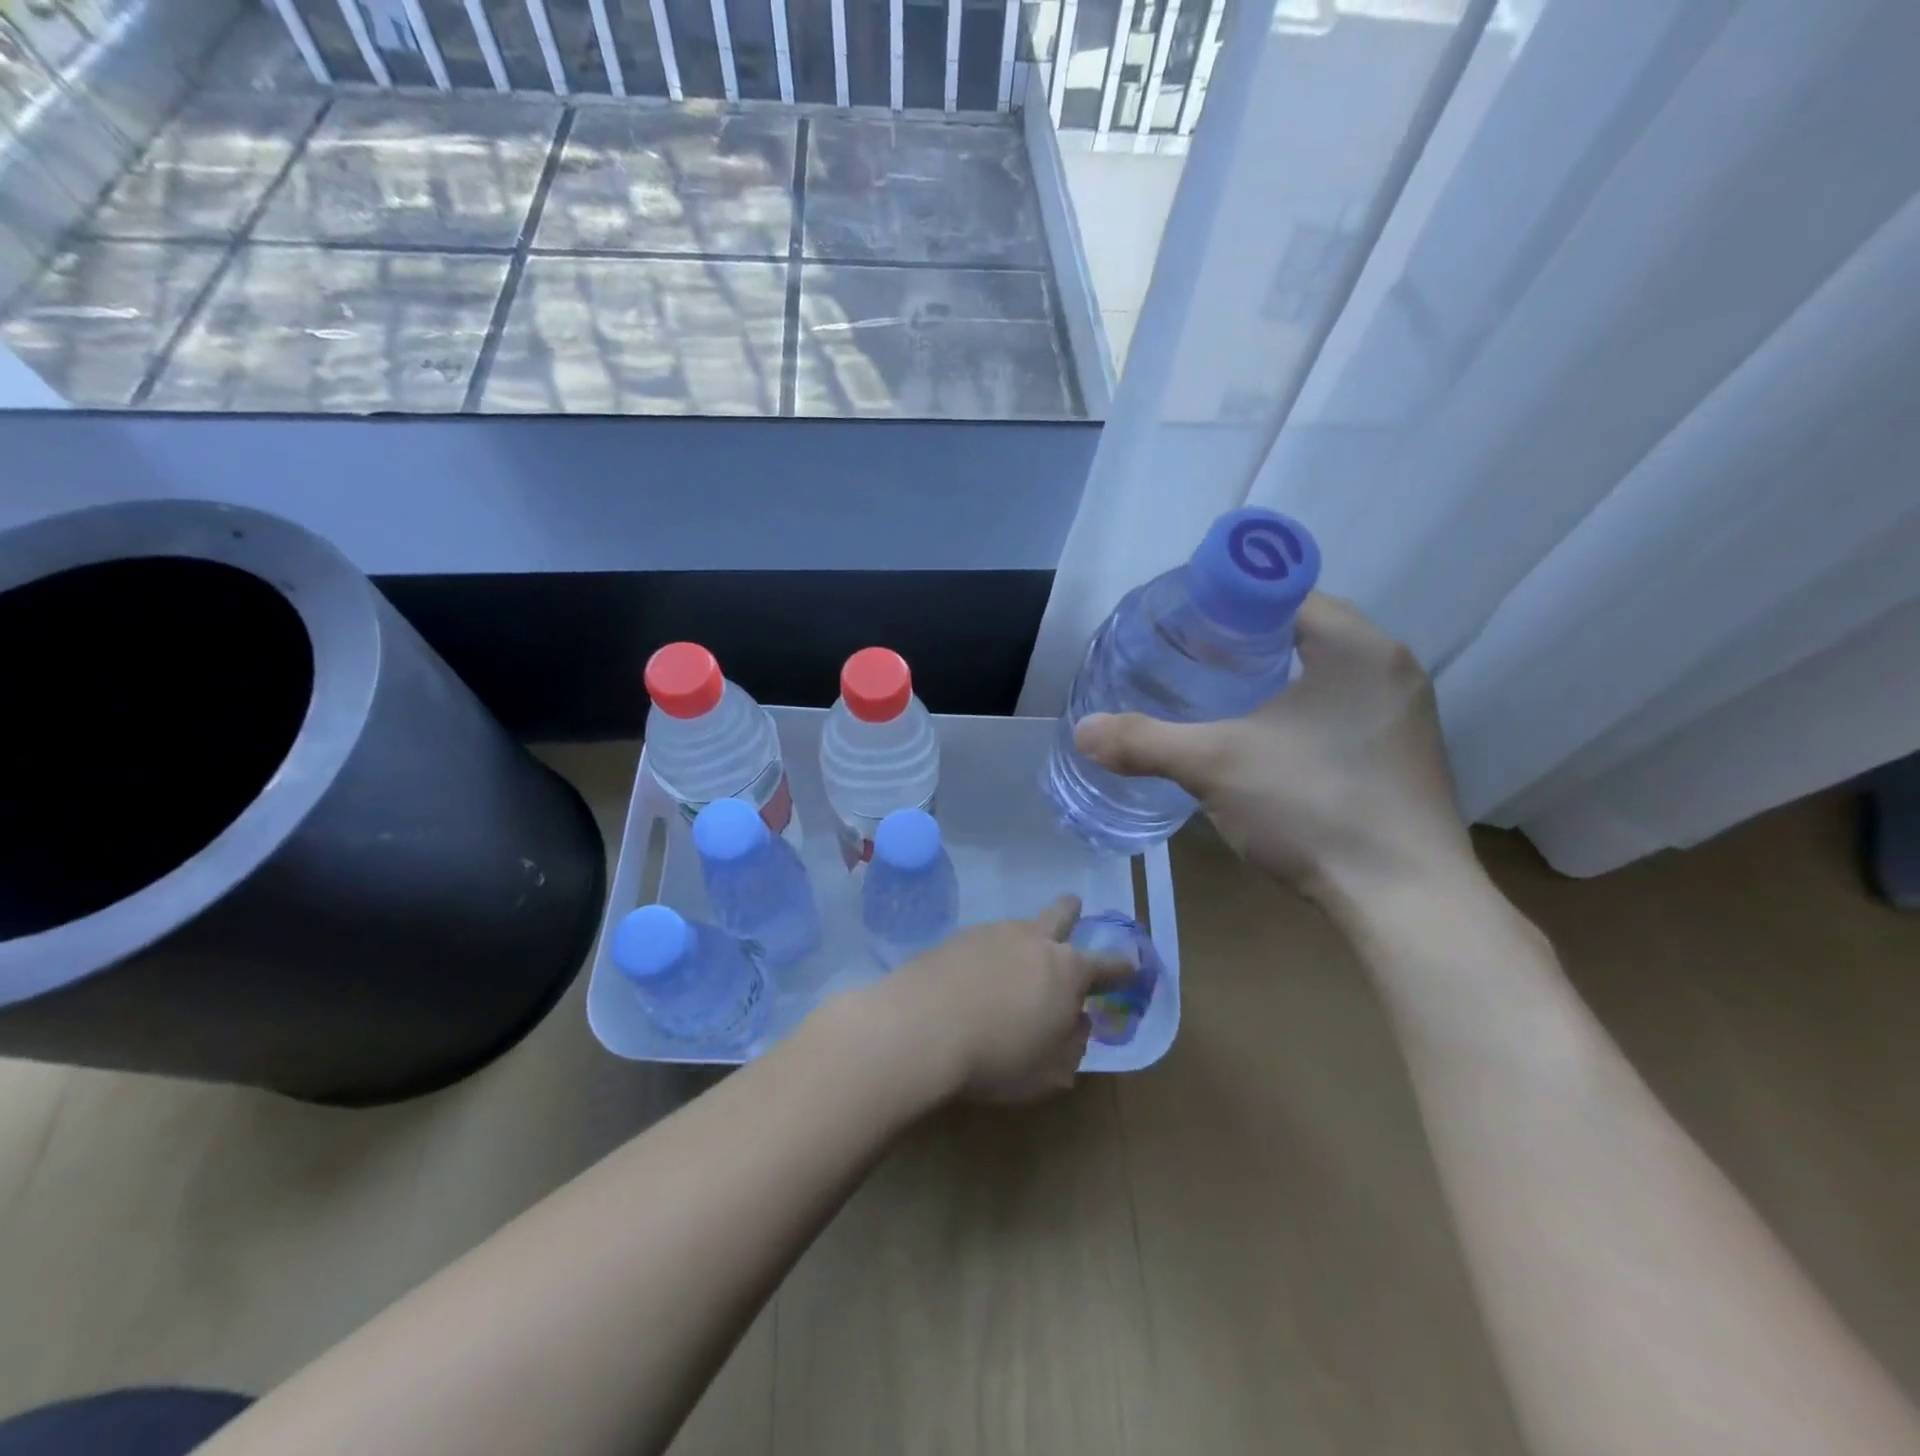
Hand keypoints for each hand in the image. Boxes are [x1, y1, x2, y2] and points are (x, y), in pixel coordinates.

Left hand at [872, 896, 1132, 1104]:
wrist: (921, 1028)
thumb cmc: (997, 1057)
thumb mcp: (1049, 1072)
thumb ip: (1072, 1046)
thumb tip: (1076, 1023)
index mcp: (1067, 971)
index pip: (1106, 965)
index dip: (1121, 968)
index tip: (1131, 965)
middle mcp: (1033, 941)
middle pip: (1059, 916)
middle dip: (1071, 911)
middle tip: (1075, 906)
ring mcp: (992, 933)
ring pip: (1018, 927)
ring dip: (1023, 939)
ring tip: (1014, 961)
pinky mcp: (956, 937)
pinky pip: (984, 941)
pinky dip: (988, 954)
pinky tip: (975, 975)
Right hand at [1074, 594, 1477, 912]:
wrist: (1404, 902)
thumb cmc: (1313, 808)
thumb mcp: (1215, 766)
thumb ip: (1145, 741)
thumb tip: (1082, 731)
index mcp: (1357, 646)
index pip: (1283, 594)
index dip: (1227, 604)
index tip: (1183, 628)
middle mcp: (1391, 668)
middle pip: (1302, 632)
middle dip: (1244, 642)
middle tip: (1189, 663)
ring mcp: (1404, 715)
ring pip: (1323, 674)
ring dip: (1272, 680)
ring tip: (1218, 700)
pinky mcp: (1403, 757)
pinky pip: (1340, 711)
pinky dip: (1299, 713)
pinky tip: (1265, 745)